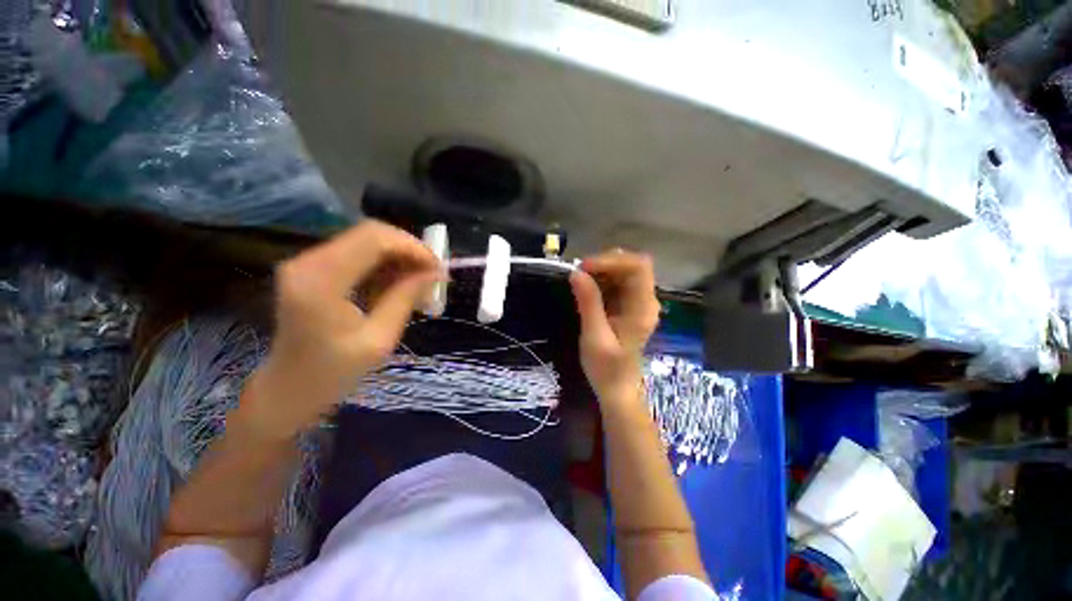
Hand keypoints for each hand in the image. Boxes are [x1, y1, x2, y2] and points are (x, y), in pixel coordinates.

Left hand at [236, 221, 442, 438]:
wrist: (287, 388)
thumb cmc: (333, 372)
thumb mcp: (379, 339)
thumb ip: (406, 298)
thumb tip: (435, 273)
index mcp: (321, 282)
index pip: (374, 240)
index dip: (413, 247)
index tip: (437, 268)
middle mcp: (308, 262)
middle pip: (370, 234)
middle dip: (408, 250)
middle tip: (432, 273)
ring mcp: (307, 263)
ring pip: (365, 241)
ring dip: (398, 258)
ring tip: (418, 282)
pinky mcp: (311, 269)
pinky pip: (356, 254)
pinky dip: (383, 265)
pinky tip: (397, 285)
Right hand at [569, 250, 659, 405]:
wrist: (617, 388)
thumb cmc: (606, 368)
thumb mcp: (594, 337)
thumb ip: (588, 303)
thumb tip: (576, 273)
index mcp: (642, 308)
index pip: (638, 267)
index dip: (612, 260)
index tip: (585, 267)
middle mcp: (645, 301)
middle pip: (632, 265)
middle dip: (604, 263)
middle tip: (578, 272)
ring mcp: (638, 302)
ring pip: (624, 271)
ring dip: (601, 271)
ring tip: (579, 279)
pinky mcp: (628, 305)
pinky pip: (617, 283)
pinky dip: (601, 280)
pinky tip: (587, 288)